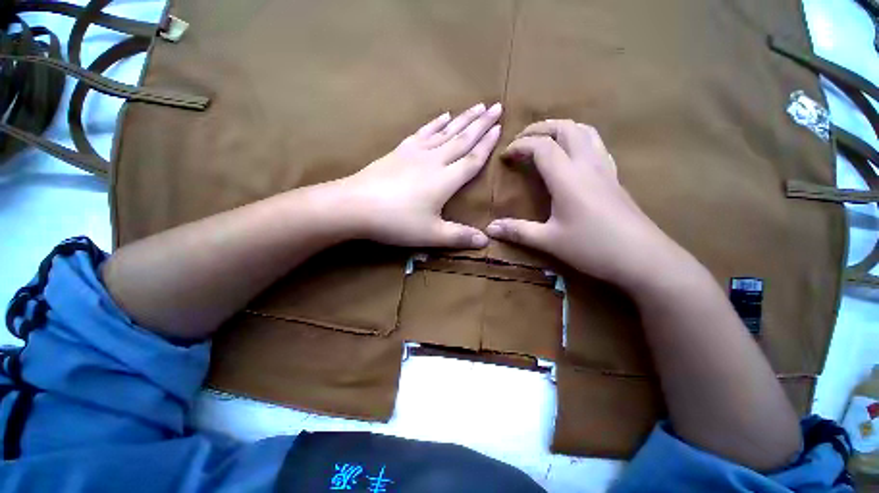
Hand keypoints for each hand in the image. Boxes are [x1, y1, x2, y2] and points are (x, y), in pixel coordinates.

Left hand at [339, 103, 501, 248]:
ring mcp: (415, 153)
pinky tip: (443, 116)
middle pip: (462, 139)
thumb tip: (486, 241)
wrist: (355, 205)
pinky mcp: (400, 151)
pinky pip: (422, 132)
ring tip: (476, 106)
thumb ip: (459, 236)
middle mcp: (434, 161)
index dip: (487, 144)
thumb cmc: (396, 222)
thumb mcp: (431, 235)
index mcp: (445, 180)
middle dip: (481, 123)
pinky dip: (435, 124)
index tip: (500, 127)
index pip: (473, 159)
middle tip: (496, 106)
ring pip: (445, 132)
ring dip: (462, 119)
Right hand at [486, 120, 683, 289]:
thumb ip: (518, 231)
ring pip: (584, 131)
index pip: (541, 146)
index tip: (505, 156)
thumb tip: (489, 229)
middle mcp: (587, 164)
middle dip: (540, 129)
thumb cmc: (593, 247)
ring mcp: (604, 168)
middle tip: (522, 141)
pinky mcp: (614, 177)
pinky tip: (571, 156)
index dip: (520, 145)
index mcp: (567, 177)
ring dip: (561, 129)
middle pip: (565, 128)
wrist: (643, 258)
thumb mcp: (549, 241)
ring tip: (544, 141)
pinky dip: (578, 139)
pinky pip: (596, 145)